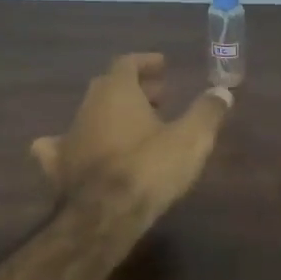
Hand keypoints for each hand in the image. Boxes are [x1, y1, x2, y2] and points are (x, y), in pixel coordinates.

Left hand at [31, 53, 233, 233]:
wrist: (103, 217)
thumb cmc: (149, 168)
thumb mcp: (191, 138)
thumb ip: (207, 112)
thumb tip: (222, 92)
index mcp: (117, 92)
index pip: (127, 63)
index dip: (145, 62)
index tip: (163, 66)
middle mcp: (88, 106)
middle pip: (108, 86)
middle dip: (134, 88)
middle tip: (159, 97)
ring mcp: (68, 136)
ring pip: (89, 114)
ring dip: (111, 115)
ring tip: (134, 127)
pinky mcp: (58, 167)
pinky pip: (59, 147)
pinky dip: (72, 144)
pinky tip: (78, 152)